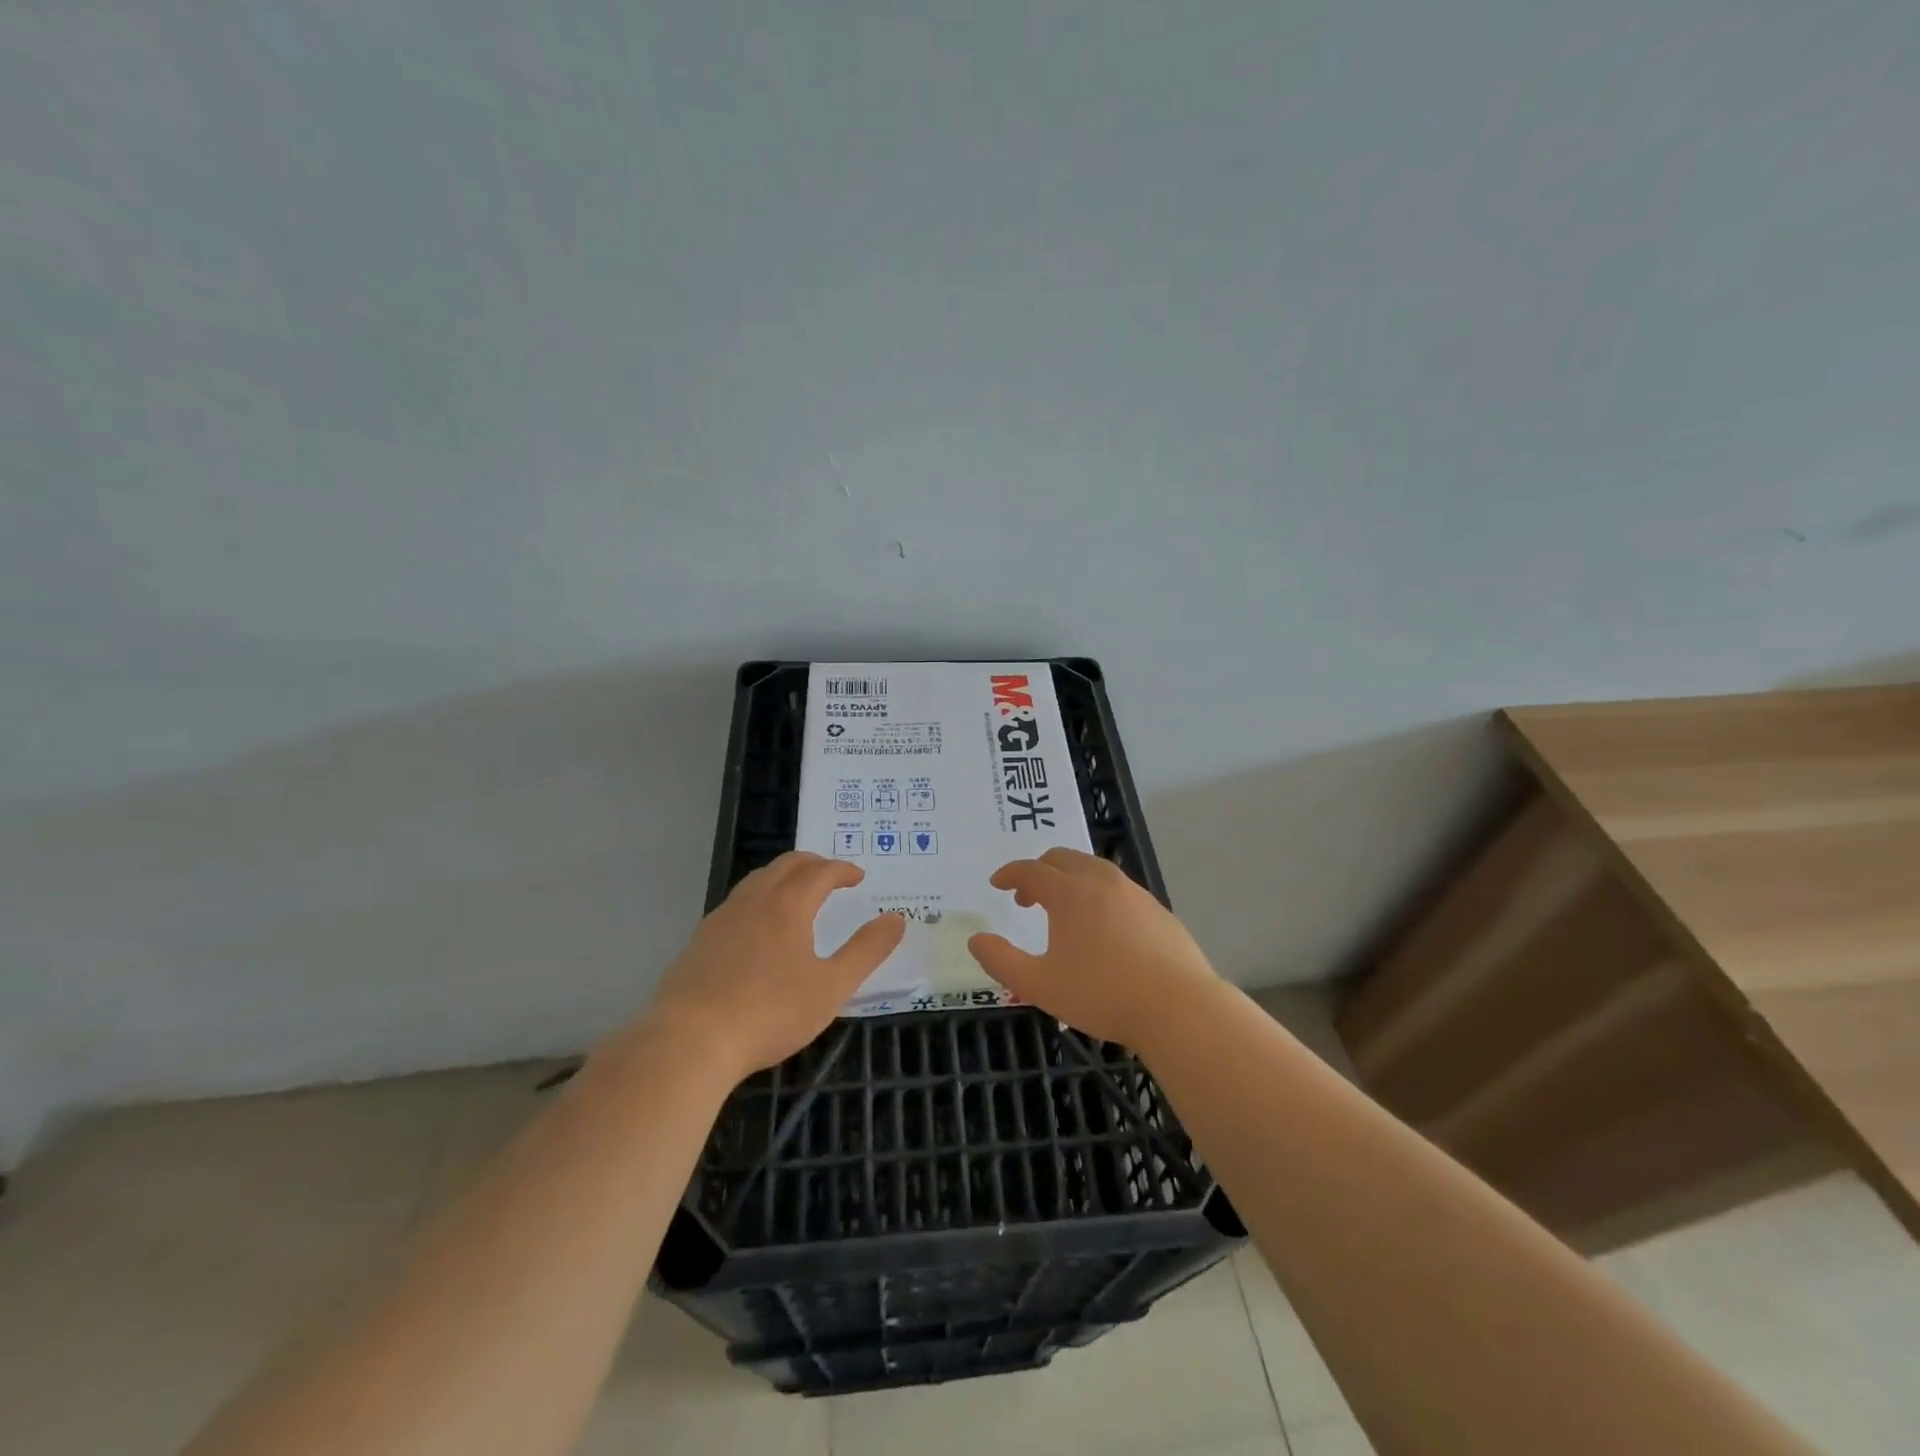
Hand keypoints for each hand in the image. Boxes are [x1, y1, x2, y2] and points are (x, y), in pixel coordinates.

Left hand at [642, 852, 905, 1079]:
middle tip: (831, 876)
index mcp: (789, 905)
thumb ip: (867, 951)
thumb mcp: (831, 987)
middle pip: (786, 865)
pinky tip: (758, 928)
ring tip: (797, 895)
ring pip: (757, 880)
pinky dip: (759, 899)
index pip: (820, 872)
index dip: (842, 870)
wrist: (690, 1040)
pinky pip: (737, 903)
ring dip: (783, 877)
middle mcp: (755, 900)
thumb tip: (897, 918)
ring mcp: (722, 918)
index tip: (858, 877)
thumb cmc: (770, 1012)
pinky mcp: (700, 940)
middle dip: (813, 864)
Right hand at [968, 847, 1219, 1047]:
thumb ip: (1001, 961)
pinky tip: (1102, 928)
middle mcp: (1102, 882)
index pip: (1031, 870)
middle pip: (1063, 859)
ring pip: (1094, 870)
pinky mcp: (1158, 910)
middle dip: (1039, 871)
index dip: (1010, 874)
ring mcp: (1135, 893)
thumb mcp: (1039, 985)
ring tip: (1063, 911)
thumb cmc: (1103, 995)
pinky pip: (1118, 889)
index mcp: (1070, 893)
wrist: (1180, 1008)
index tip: (997, 884)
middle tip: (1026, 898)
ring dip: (1070, 880)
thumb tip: (976, 940)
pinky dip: (1098, 894)